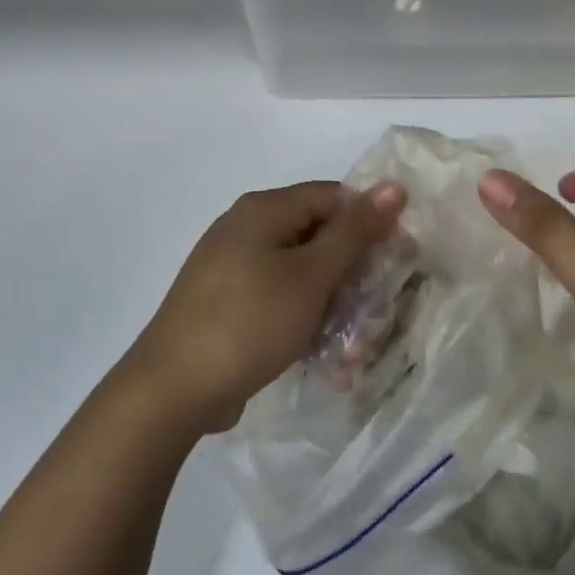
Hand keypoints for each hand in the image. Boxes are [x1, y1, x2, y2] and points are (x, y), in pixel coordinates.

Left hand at [127, 180, 405, 434]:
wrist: (173, 388)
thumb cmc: (250, 321)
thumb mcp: (311, 275)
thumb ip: (354, 231)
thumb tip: (392, 186)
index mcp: (263, 209)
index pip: (333, 197)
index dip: (371, 222)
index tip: (400, 258)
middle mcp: (245, 229)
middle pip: (316, 235)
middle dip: (352, 272)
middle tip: (378, 308)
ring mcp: (232, 268)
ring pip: (300, 273)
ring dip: (332, 303)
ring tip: (354, 346)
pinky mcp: (227, 304)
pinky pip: (277, 299)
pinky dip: (303, 319)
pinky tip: (323, 356)